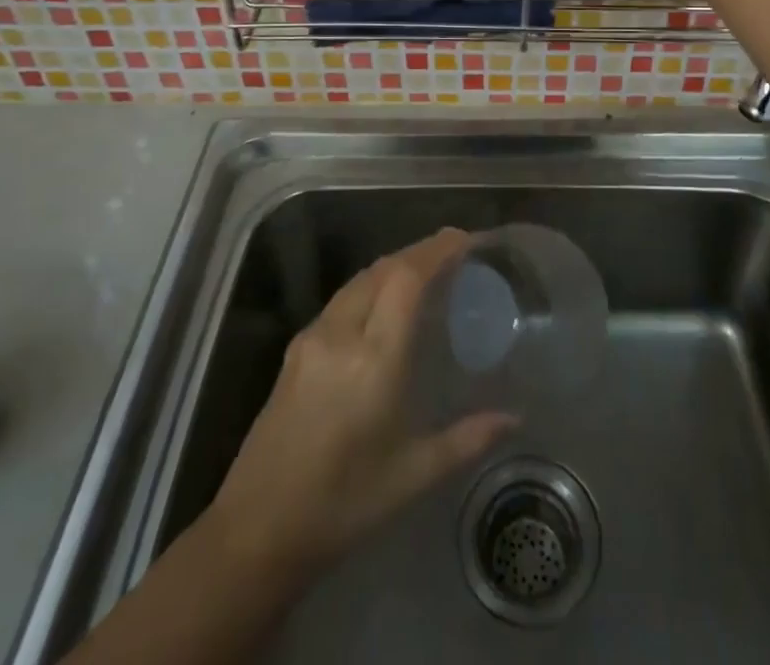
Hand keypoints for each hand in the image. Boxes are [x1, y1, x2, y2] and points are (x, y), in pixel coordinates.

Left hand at [204, 229, 513, 580]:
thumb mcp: (413, 476)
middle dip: (421, 252)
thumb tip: (513, 419)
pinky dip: (372, 285)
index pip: (406, 278)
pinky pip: (343, 298)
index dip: (437, 250)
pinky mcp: (296, 348)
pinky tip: (385, 304)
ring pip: (360, 279)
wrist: (256, 531)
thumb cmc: (343, 505)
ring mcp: (313, 337)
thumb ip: (467, 439)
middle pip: (384, 268)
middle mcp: (341, 334)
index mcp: (374, 359)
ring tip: (427, 271)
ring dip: (395, 265)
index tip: (467, 239)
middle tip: (456, 252)